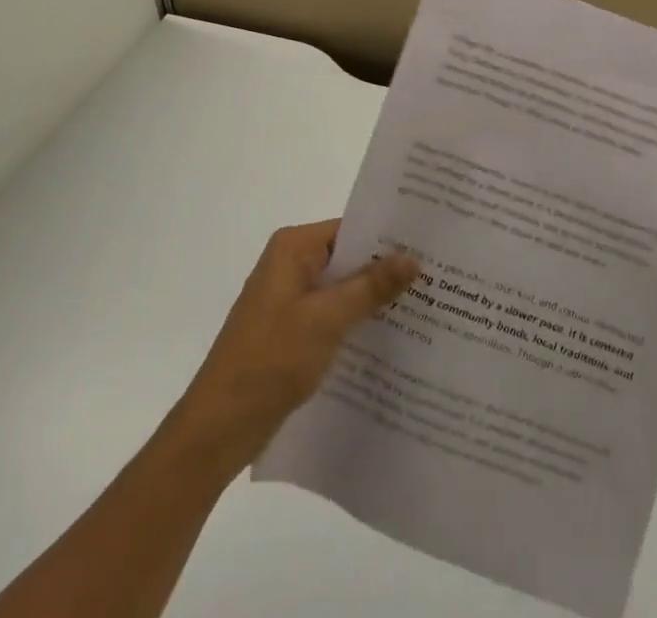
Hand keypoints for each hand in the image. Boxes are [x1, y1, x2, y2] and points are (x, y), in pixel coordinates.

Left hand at [168, 220, 418, 472]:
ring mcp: (288, 299)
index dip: (389, 237)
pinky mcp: (291, 330)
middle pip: (348, 258)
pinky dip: (357, 322)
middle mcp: (290, 264)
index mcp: (293, 248)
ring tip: (425, 305)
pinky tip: (392, 338)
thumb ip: (371, 285)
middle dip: (386, 269)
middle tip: (438, 276)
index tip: (430, 245)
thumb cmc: (271, 360)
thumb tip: (412, 257)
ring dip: (374, 299)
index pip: (351, 228)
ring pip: (342, 289)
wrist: (219, 428)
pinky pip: (332, 315)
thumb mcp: (327, 319)